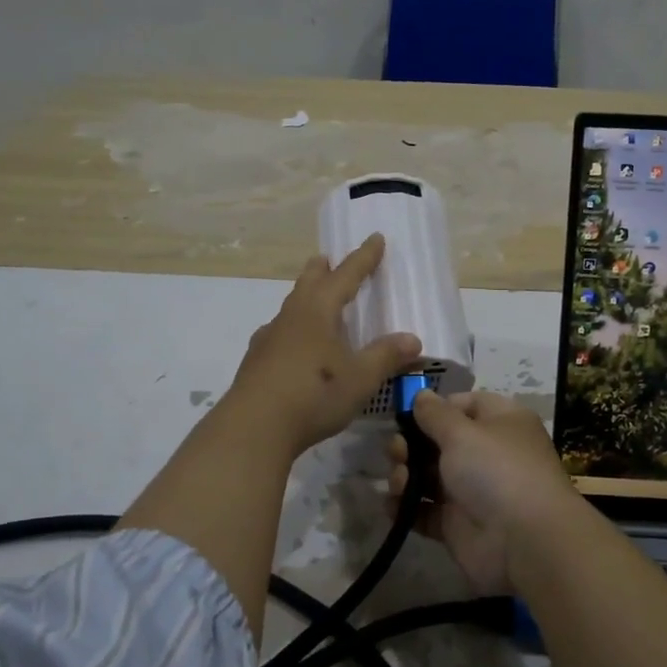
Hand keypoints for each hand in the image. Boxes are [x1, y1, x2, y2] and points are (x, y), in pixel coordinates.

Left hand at [228, 234, 421, 454]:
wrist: (253, 428)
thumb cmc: (314, 394)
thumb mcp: (360, 378)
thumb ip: (386, 356)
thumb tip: (413, 339)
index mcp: (318, 311)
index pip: (345, 275)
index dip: (363, 258)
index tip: (375, 238)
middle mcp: (291, 317)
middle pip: (308, 283)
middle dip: (322, 270)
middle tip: (327, 259)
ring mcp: (268, 339)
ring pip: (290, 308)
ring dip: (304, 298)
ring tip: (312, 301)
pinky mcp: (256, 363)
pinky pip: (278, 334)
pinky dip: (291, 330)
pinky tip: (291, 346)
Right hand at [386, 389, 577, 594]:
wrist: (525, 543)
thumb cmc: (496, 471)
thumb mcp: (462, 432)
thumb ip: (435, 414)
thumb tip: (421, 394)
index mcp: (500, 422)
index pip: (464, 404)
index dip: (435, 408)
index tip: (406, 414)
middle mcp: (487, 453)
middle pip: (440, 441)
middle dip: (411, 444)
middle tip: (395, 451)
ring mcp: (472, 491)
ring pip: (429, 475)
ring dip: (405, 474)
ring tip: (397, 481)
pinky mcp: (457, 524)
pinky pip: (425, 510)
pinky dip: (406, 507)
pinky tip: (391, 505)